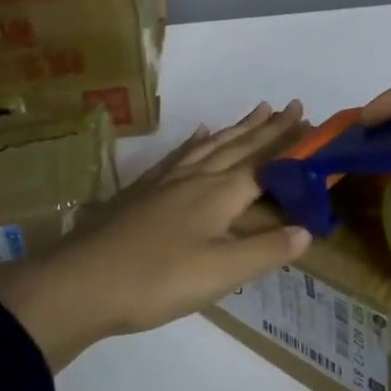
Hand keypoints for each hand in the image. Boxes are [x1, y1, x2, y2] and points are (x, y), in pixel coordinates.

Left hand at [0, 103, 313, 368]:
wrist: (79, 283)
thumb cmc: (156, 280)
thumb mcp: (220, 273)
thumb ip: (265, 250)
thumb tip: (307, 230)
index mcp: (220, 193)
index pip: (264, 162)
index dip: (290, 144)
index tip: (311, 121)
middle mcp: (196, 177)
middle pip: (238, 145)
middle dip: (268, 127)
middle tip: (291, 106)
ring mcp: (165, 181)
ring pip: (210, 145)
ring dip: (236, 128)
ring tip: (255, 111)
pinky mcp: (141, 191)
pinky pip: (178, 155)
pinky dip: (195, 142)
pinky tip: (198, 135)